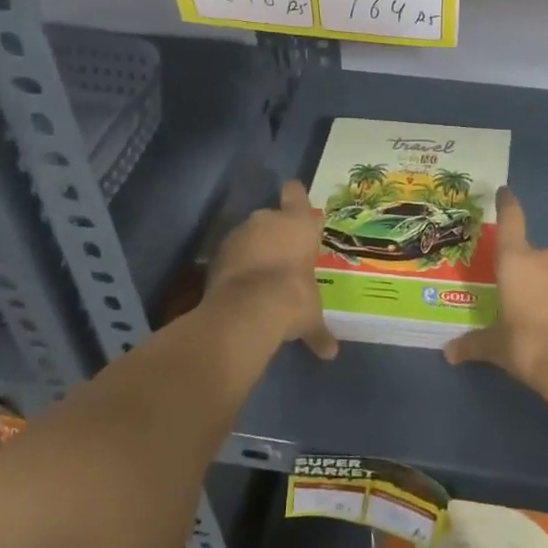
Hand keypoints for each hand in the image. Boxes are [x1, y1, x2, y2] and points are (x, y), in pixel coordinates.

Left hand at [205, 180, 337, 359]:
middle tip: (281, 257)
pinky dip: (234, 265)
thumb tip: (331, 353)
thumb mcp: (310, 316)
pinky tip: (239, 286)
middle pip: (271, 216)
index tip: (295, 205)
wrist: (247, 310)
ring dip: (252, 249)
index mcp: (299, 224)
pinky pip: (230, 253)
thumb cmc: (293, 298)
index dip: (295, 197)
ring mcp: (239, 233)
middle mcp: (268, 219)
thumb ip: (318, 330)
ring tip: (258, 276)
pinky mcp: (217, 252)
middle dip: (274, 233)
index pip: (296, 193)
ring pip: (248, 234)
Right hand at [445, 188, 547, 395]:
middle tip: (505, 287)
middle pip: (526, 251)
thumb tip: (449, 353)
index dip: (506, 203)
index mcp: (516, 260)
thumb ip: (472, 344)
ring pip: (546, 269)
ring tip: (527, 309)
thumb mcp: (495, 346)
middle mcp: (543, 257)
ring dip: (537, 282)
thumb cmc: (527, 344)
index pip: (511, 219)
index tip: (503, 191)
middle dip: (517, 266)